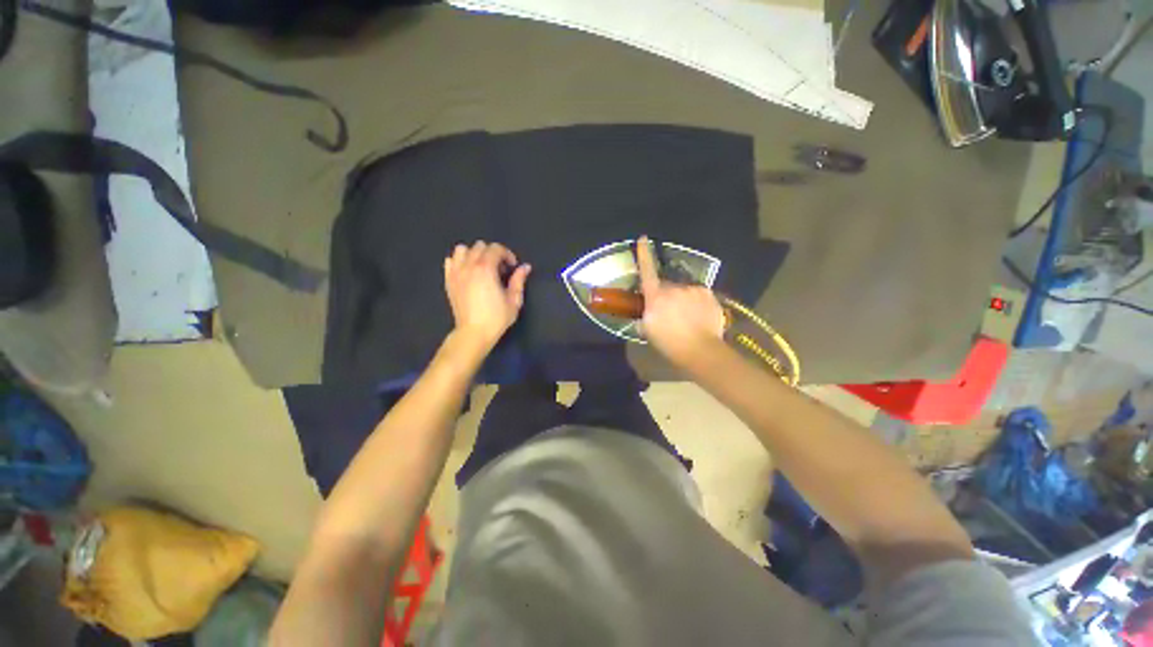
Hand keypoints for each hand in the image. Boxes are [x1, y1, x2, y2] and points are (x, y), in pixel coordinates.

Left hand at [444, 241, 531, 351]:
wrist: (473, 333)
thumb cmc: (496, 318)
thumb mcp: (514, 300)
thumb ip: (519, 280)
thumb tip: (525, 267)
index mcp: (486, 269)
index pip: (496, 249)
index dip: (507, 254)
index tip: (512, 267)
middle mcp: (469, 266)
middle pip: (480, 246)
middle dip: (492, 253)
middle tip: (499, 269)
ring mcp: (456, 273)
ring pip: (462, 250)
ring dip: (474, 254)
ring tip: (482, 267)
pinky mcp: (448, 281)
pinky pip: (450, 261)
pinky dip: (459, 261)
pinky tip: (468, 272)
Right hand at [636, 236, 726, 367]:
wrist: (700, 350)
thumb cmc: (669, 343)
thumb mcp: (648, 331)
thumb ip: (645, 316)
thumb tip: (646, 312)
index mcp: (656, 296)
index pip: (647, 271)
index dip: (644, 254)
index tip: (643, 237)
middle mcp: (674, 288)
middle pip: (666, 285)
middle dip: (666, 294)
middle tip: (668, 313)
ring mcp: (693, 289)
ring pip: (683, 291)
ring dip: (682, 299)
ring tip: (686, 318)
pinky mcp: (708, 294)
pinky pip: (698, 294)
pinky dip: (696, 302)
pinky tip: (698, 317)